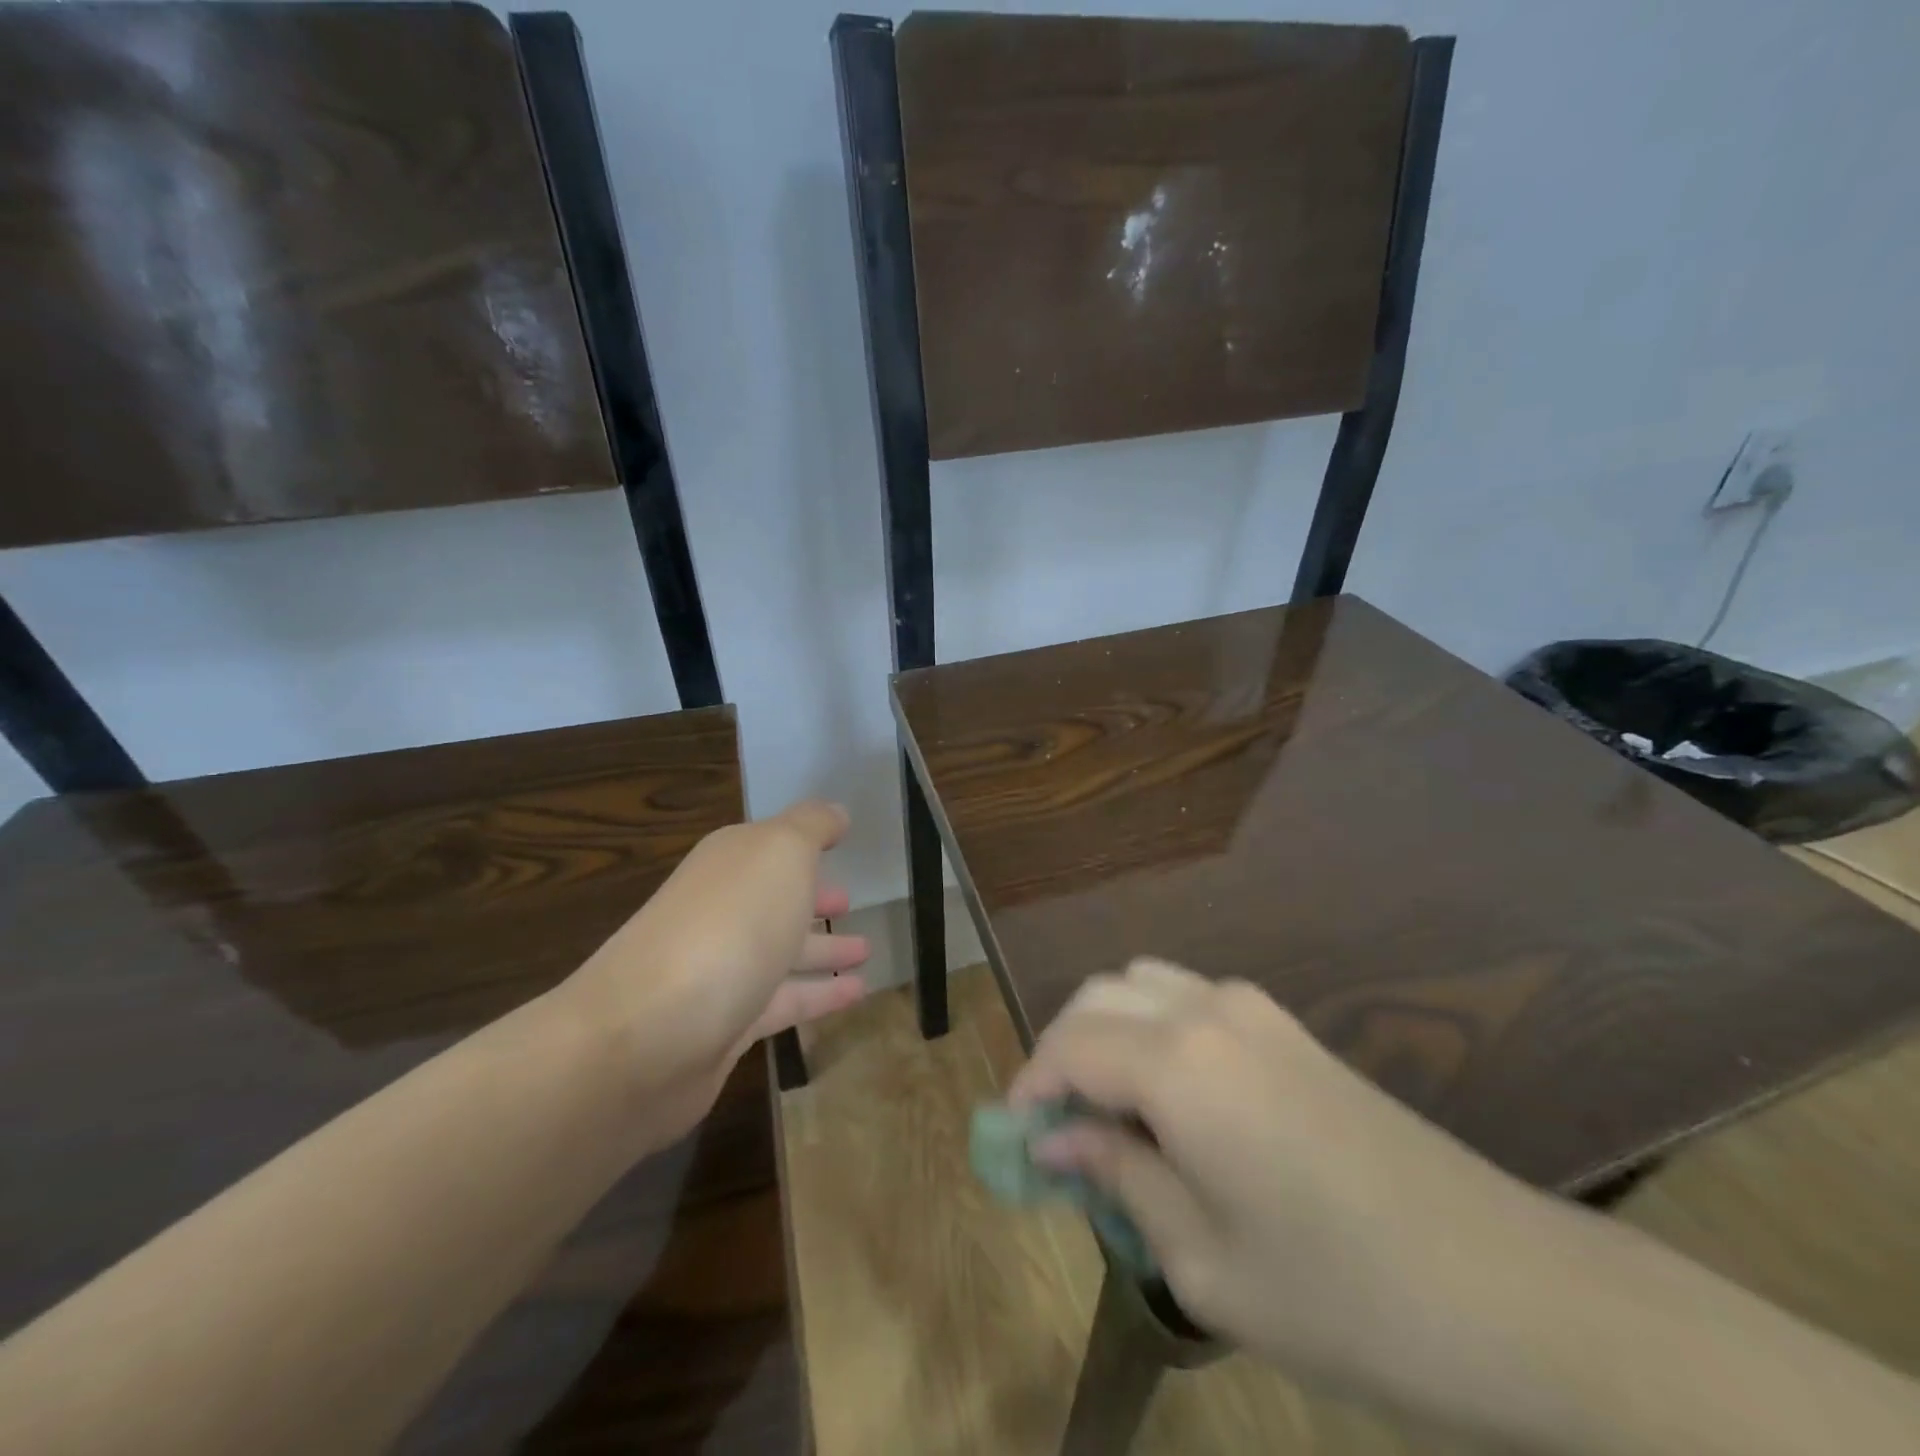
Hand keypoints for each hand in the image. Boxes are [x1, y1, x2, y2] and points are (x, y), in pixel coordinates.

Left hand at [558, 799, 869, 1143]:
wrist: (650, 1033)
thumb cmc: (728, 925)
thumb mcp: (780, 853)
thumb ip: (811, 826)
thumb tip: (835, 812)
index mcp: (729, 864)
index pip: (772, 844)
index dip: (807, 842)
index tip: (843, 841)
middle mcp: (721, 911)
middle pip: (773, 899)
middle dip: (813, 899)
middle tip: (853, 903)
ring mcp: (721, 970)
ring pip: (782, 952)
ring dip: (823, 949)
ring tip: (868, 951)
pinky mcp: (727, 1025)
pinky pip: (785, 1002)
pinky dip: (820, 995)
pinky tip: (857, 994)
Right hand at [1010, 959, 1544, 1399]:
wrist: (1515, 1291)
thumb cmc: (1345, 1296)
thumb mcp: (1205, 1261)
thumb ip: (1117, 1179)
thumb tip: (1054, 1140)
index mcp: (1179, 1063)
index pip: (1069, 1046)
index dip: (1030, 1086)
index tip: (1016, 1140)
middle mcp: (1207, 1010)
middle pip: (1097, 998)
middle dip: (1060, 1052)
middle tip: (1056, 1130)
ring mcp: (1253, 1009)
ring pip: (1141, 985)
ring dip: (1105, 1032)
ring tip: (1108, 1111)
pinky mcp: (1286, 1025)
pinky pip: (1187, 998)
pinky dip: (1151, 1027)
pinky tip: (1170, 1098)